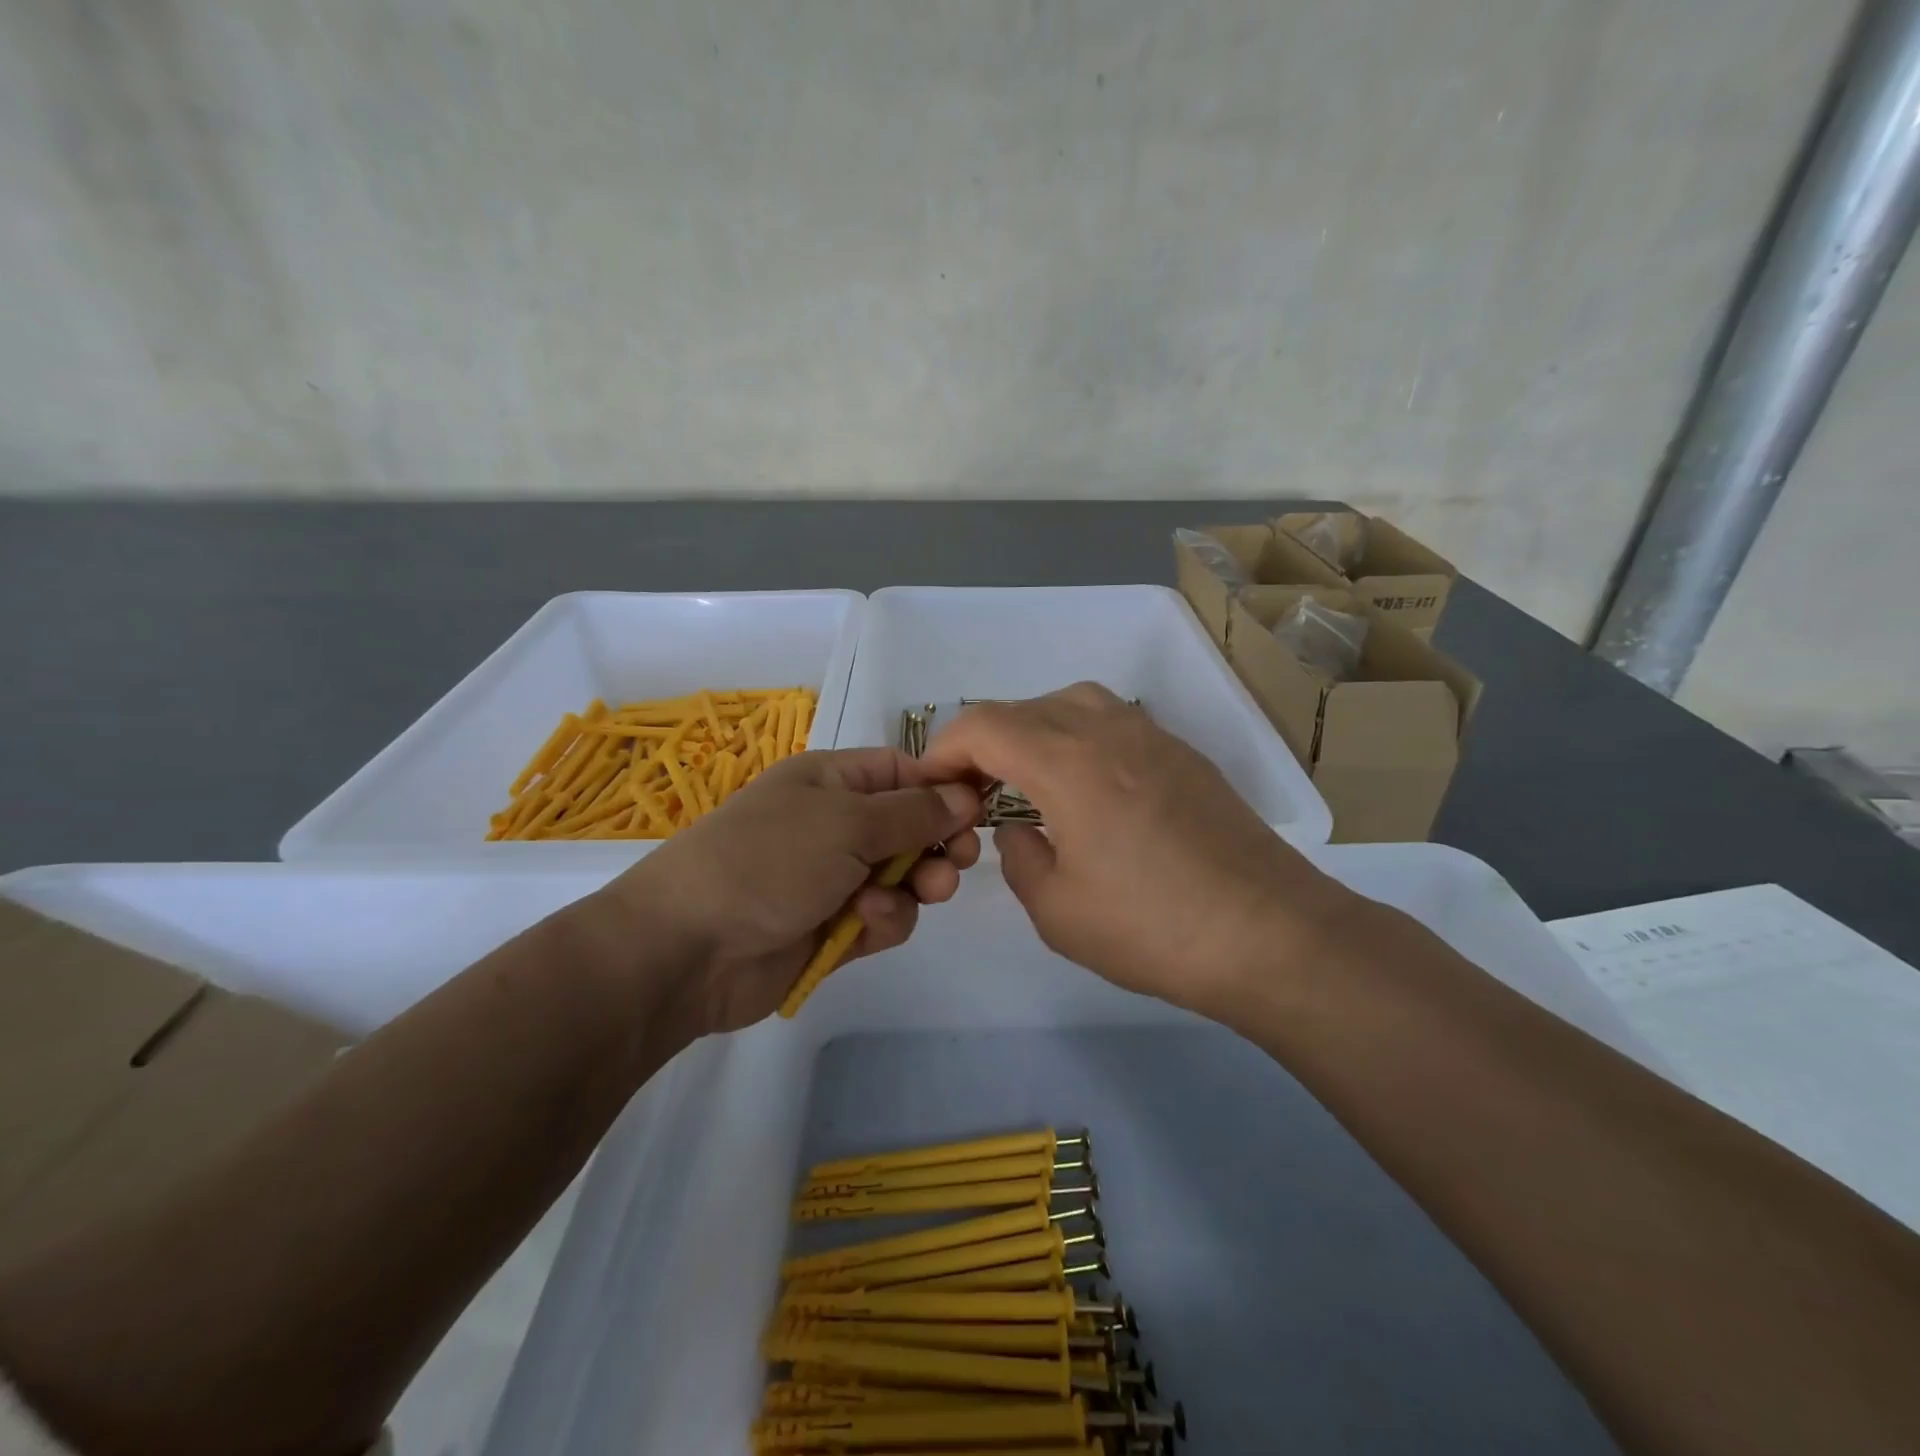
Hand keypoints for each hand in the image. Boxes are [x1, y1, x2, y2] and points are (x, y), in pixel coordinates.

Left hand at [584, 749, 981, 1036]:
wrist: (688, 949)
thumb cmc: (768, 860)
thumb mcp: (846, 822)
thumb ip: (913, 812)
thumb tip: (966, 795)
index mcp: (832, 781)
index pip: (902, 772)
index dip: (942, 789)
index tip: (978, 812)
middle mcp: (835, 824)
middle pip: (910, 827)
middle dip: (938, 843)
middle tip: (956, 860)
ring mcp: (834, 878)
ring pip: (904, 877)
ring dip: (915, 886)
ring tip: (917, 892)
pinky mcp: (834, 928)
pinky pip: (884, 917)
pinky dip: (884, 918)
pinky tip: (865, 922)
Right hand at [917, 683, 1360, 1018]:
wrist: (1271, 934)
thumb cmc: (1153, 928)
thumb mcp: (1057, 910)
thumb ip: (1019, 857)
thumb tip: (1021, 829)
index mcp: (1067, 761)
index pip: (984, 724)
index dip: (945, 747)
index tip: (934, 785)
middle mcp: (1108, 730)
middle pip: (1025, 707)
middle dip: (985, 742)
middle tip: (975, 791)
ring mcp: (1153, 736)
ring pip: (1073, 703)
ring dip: (1035, 731)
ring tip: (1027, 780)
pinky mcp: (1185, 755)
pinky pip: (1113, 722)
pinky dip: (1079, 739)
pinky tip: (1088, 788)